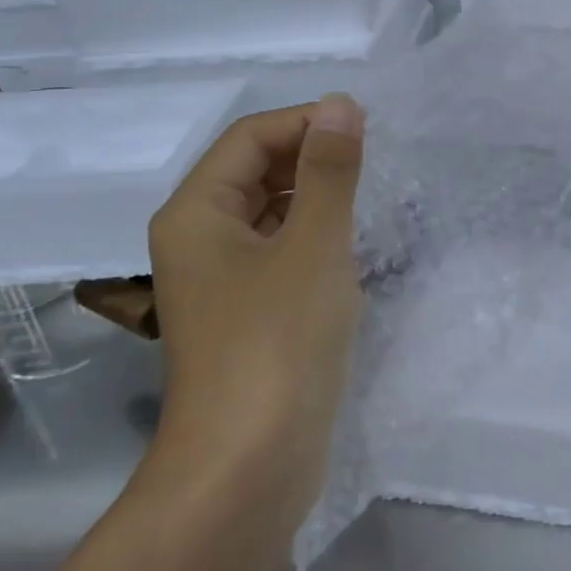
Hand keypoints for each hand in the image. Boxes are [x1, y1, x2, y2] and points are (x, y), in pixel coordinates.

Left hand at [146, 96, 365, 509]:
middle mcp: (199, 239)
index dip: (306, 122)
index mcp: (197, 212)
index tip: (366, 129)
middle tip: (373, 164)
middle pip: (255, 171)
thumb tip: (339, 103)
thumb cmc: (277, 343)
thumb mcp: (314, 245)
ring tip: (368, 201)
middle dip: (312, 158)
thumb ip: (329, 171)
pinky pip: (280, 252)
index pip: (250, 137)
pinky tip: (351, 248)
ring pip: (270, 213)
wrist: (249, 467)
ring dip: (316, 198)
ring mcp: (222, 281)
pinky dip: (314, 238)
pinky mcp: (248, 314)